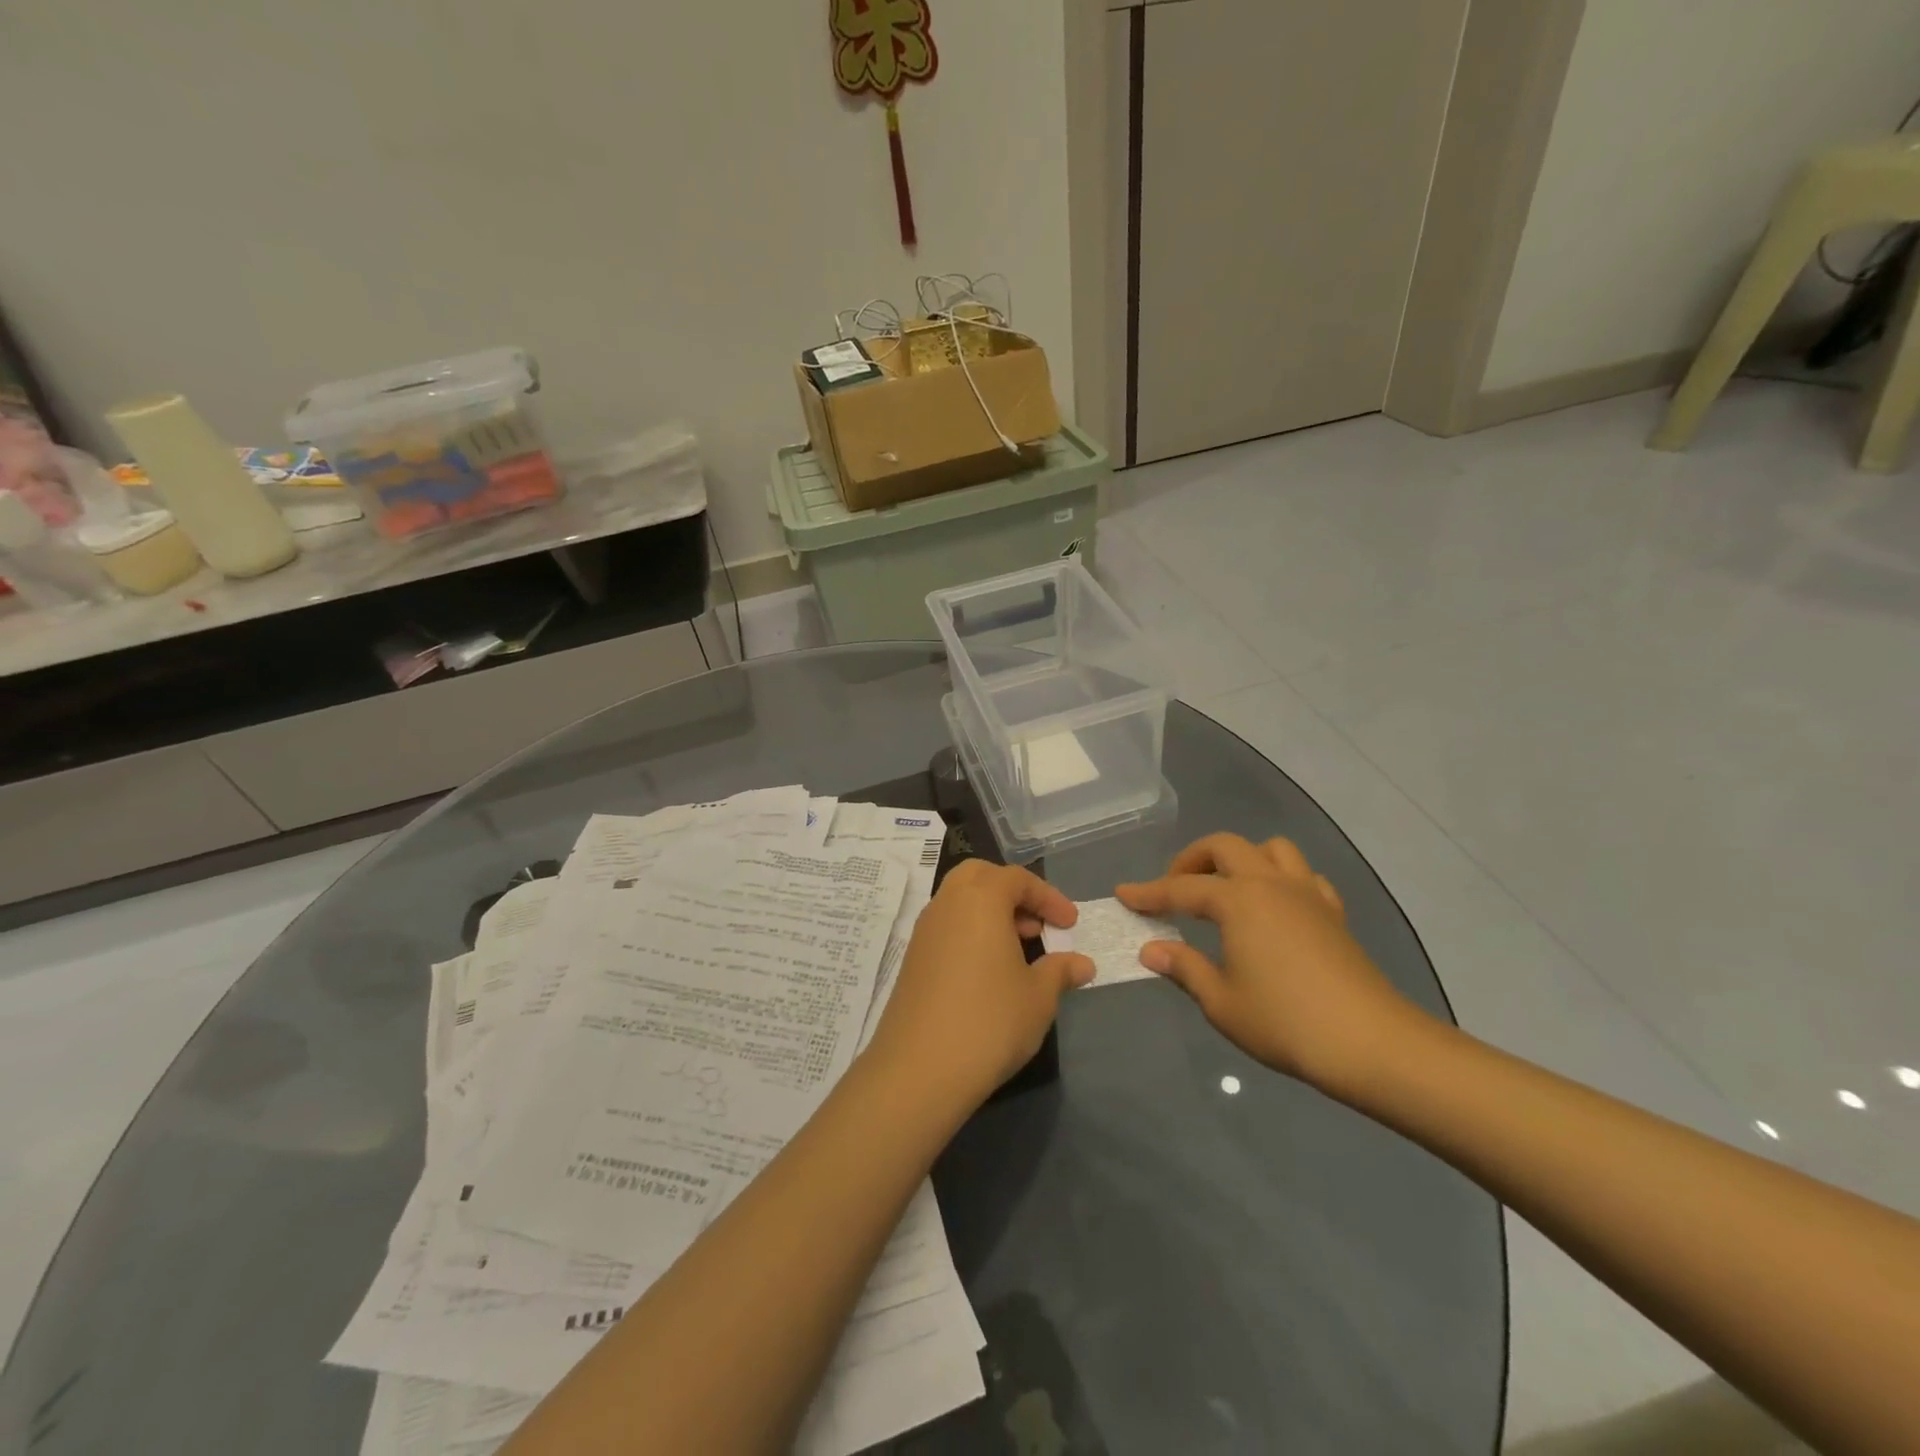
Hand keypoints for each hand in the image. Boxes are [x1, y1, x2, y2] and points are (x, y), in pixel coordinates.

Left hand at [867, 860, 1092, 1111]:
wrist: (920, 1068)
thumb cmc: (990, 1022)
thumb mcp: (1038, 997)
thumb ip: (1060, 971)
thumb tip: (1082, 964)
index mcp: (980, 900)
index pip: (1017, 879)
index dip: (1049, 897)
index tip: (1070, 924)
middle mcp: (947, 904)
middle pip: (980, 877)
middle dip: (1012, 893)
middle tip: (1036, 926)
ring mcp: (924, 931)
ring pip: (959, 901)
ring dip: (990, 913)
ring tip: (1018, 950)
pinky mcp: (912, 958)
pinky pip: (946, 927)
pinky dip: (970, 932)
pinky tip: (988, 971)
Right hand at [1117, 834, 1424, 1092]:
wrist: (1371, 1043)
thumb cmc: (1285, 1022)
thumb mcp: (1221, 1002)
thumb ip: (1184, 968)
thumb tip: (1152, 950)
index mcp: (1238, 900)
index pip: (1180, 889)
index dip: (1148, 893)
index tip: (1123, 894)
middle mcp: (1270, 884)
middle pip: (1225, 847)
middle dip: (1191, 860)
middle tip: (1174, 889)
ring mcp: (1307, 894)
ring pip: (1270, 849)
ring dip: (1241, 858)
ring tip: (1225, 889)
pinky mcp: (1333, 913)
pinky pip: (1304, 876)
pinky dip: (1281, 879)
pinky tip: (1274, 908)